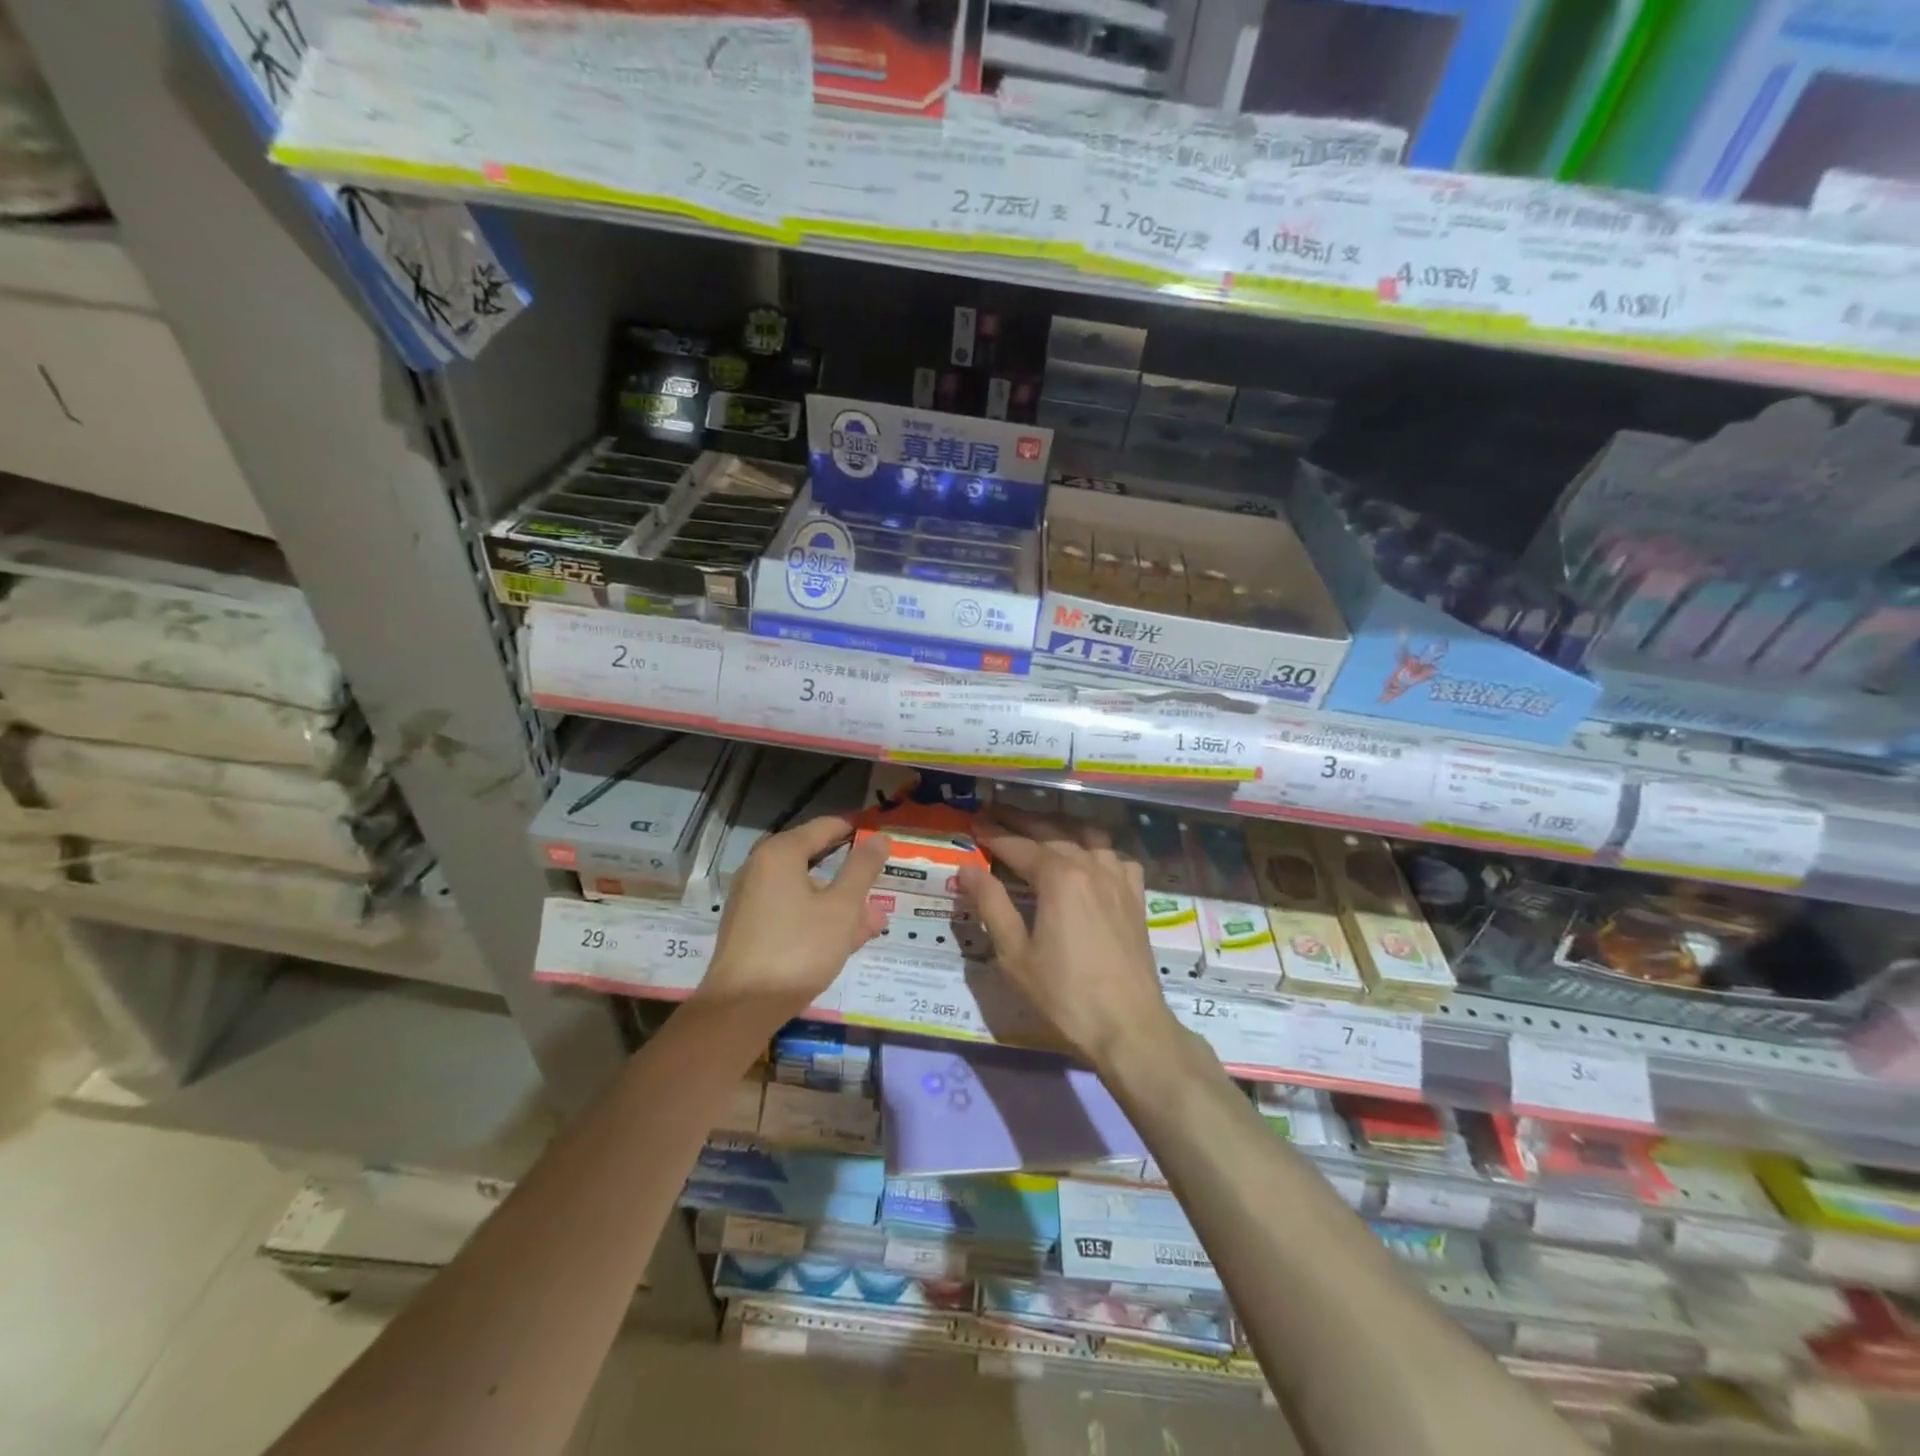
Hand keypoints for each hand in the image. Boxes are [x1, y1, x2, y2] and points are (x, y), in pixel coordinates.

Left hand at [697, 816, 890, 1020]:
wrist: (741, 1008)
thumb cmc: (798, 948)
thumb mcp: (842, 908)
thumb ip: (862, 869)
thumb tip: (880, 837)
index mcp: (780, 854)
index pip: (825, 827)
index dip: (857, 833)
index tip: (884, 843)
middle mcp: (761, 869)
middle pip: (815, 861)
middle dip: (851, 876)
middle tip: (883, 887)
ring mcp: (752, 901)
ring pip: (806, 892)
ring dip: (840, 905)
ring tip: (873, 924)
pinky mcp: (750, 930)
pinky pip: (792, 913)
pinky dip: (818, 920)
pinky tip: (844, 942)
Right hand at [957, 809, 1179, 1068]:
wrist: (1128, 1026)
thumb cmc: (1064, 994)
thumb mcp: (1014, 953)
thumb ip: (991, 904)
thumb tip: (967, 868)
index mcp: (1059, 876)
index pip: (1017, 846)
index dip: (993, 834)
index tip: (973, 824)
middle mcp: (1090, 865)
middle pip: (1051, 832)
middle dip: (1020, 821)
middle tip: (994, 812)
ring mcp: (1118, 878)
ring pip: (1086, 836)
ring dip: (1059, 827)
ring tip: (1038, 827)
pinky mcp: (1135, 895)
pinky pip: (1115, 856)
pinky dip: (1096, 848)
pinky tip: (1088, 858)